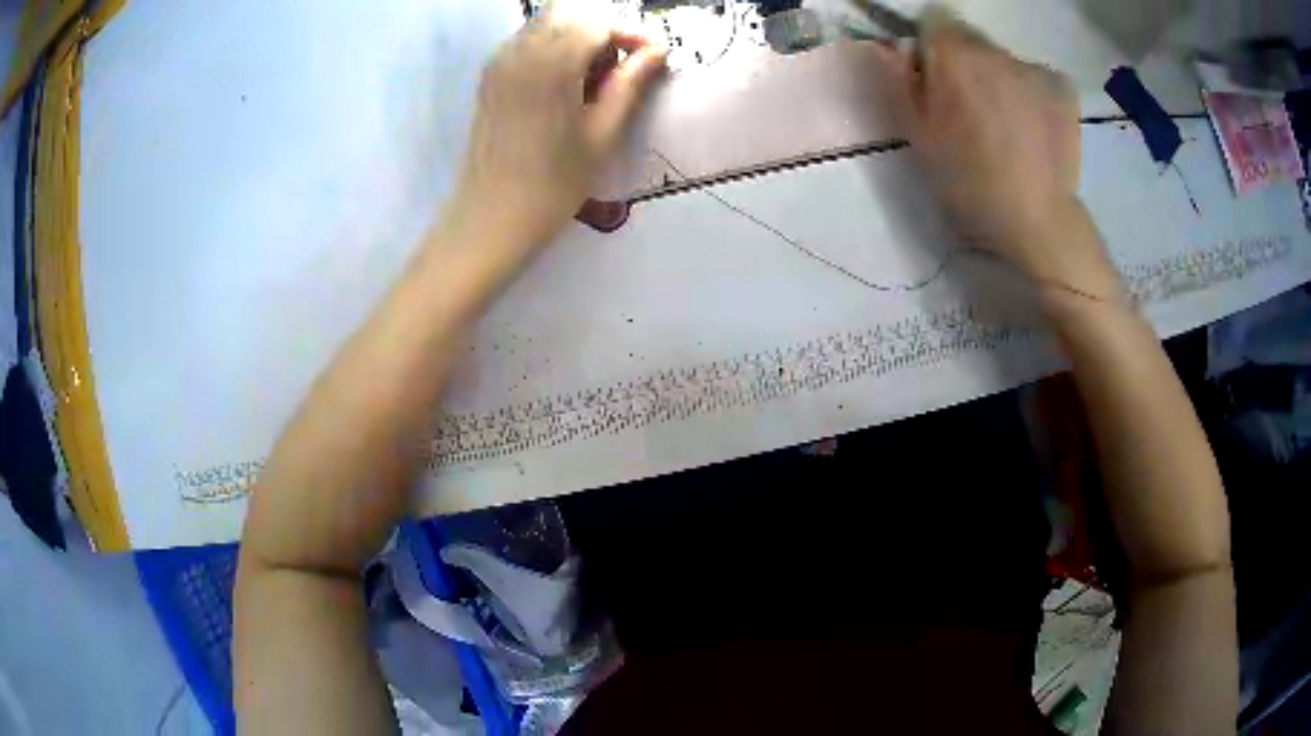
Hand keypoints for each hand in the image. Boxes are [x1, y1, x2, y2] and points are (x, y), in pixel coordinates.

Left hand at [449, 0, 666, 256]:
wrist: (492, 217)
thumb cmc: (554, 184)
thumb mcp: (602, 134)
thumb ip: (630, 84)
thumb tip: (658, 51)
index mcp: (552, 65)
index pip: (599, 24)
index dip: (630, 35)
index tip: (653, 58)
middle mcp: (521, 52)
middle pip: (571, 15)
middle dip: (603, 32)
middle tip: (620, 70)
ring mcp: (500, 63)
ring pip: (547, 24)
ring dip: (577, 38)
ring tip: (593, 80)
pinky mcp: (489, 77)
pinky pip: (526, 42)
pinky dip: (552, 49)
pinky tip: (563, 84)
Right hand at [874, 8, 1113, 292]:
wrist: (1039, 222)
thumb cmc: (970, 182)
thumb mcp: (919, 136)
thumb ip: (900, 81)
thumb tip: (889, 45)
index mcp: (954, 56)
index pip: (934, 19)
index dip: (930, 46)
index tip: (933, 79)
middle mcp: (995, 50)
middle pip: (971, 39)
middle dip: (963, 62)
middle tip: (969, 109)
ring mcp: (1034, 68)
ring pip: (1003, 59)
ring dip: (997, 78)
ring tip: (1005, 126)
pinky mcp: (1063, 89)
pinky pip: (1035, 77)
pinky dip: (1030, 93)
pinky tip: (1032, 128)